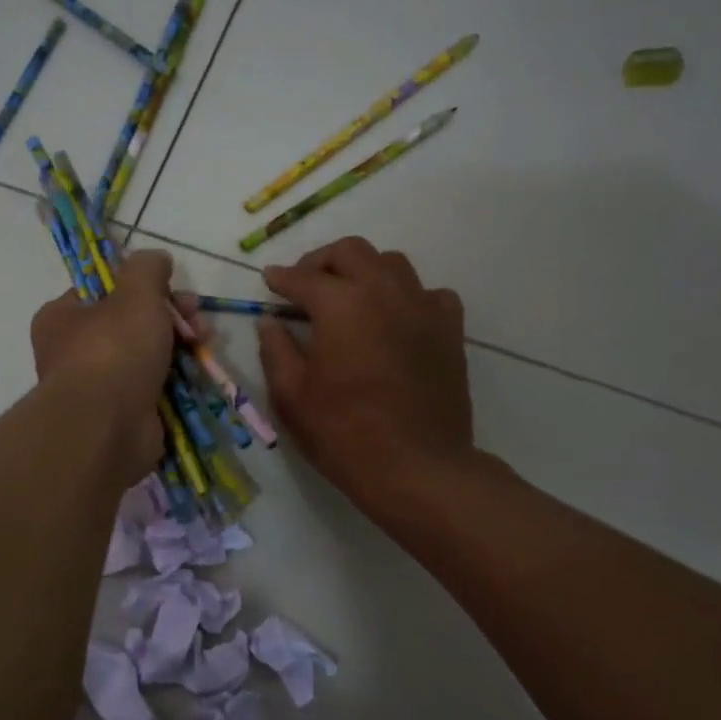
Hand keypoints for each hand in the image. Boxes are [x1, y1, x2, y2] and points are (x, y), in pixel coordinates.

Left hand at [30, 249, 176, 481]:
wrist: (106, 429)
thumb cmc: (113, 351)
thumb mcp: (135, 293)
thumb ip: (148, 269)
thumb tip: (157, 258)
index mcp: (63, 317)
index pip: (105, 291)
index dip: (143, 286)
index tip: (175, 288)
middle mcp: (74, 352)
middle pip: (131, 323)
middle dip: (171, 317)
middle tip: (197, 319)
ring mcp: (99, 387)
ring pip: (147, 356)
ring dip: (180, 347)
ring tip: (205, 343)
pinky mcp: (123, 416)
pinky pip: (155, 389)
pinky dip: (177, 381)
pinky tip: (199, 373)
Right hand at [257, 237, 473, 517]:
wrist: (417, 467)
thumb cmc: (344, 433)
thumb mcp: (292, 396)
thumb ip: (276, 350)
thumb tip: (270, 321)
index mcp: (341, 304)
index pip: (304, 277)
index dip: (282, 277)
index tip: (270, 281)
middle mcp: (384, 292)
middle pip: (351, 252)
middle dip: (322, 261)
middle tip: (306, 285)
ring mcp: (423, 308)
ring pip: (393, 264)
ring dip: (365, 271)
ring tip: (350, 297)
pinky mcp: (450, 331)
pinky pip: (430, 294)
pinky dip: (407, 297)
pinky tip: (396, 319)